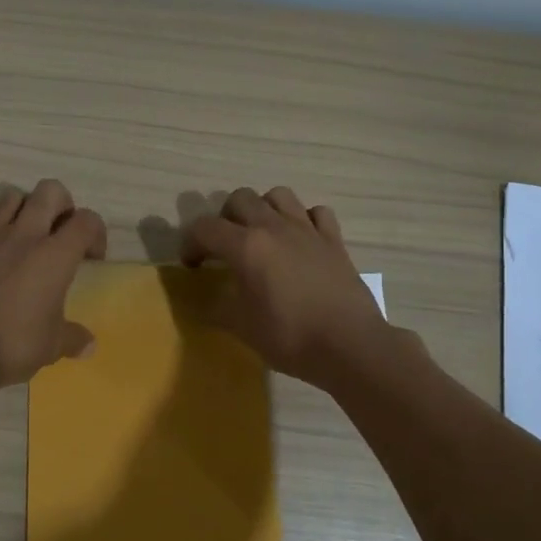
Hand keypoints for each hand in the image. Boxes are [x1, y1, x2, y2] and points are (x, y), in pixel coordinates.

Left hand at [0, 180, 107, 393]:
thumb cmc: (11, 345)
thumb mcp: (51, 347)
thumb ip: (73, 339)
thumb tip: (89, 345)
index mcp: (56, 256)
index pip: (87, 220)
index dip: (96, 233)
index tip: (90, 258)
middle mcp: (25, 235)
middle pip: (50, 191)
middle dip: (61, 205)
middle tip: (59, 232)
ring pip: (12, 196)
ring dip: (23, 208)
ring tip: (23, 233)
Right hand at [181, 187, 393, 387]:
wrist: (350, 345)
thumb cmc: (290, 337)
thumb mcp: (241, 328)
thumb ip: (216, 308)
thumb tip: (204, 300)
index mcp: (246, 247)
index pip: (204, 228)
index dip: (190, 244)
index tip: (193, 266)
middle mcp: (274, 227)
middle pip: (240, 199)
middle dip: (225, 219)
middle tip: (225, 247)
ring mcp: (307, 230)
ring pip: (278, 195)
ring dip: (263, 209)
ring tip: (261, 235)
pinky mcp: (334, 240)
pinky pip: (316, 212)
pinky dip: (304, 219)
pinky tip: (300, 240)